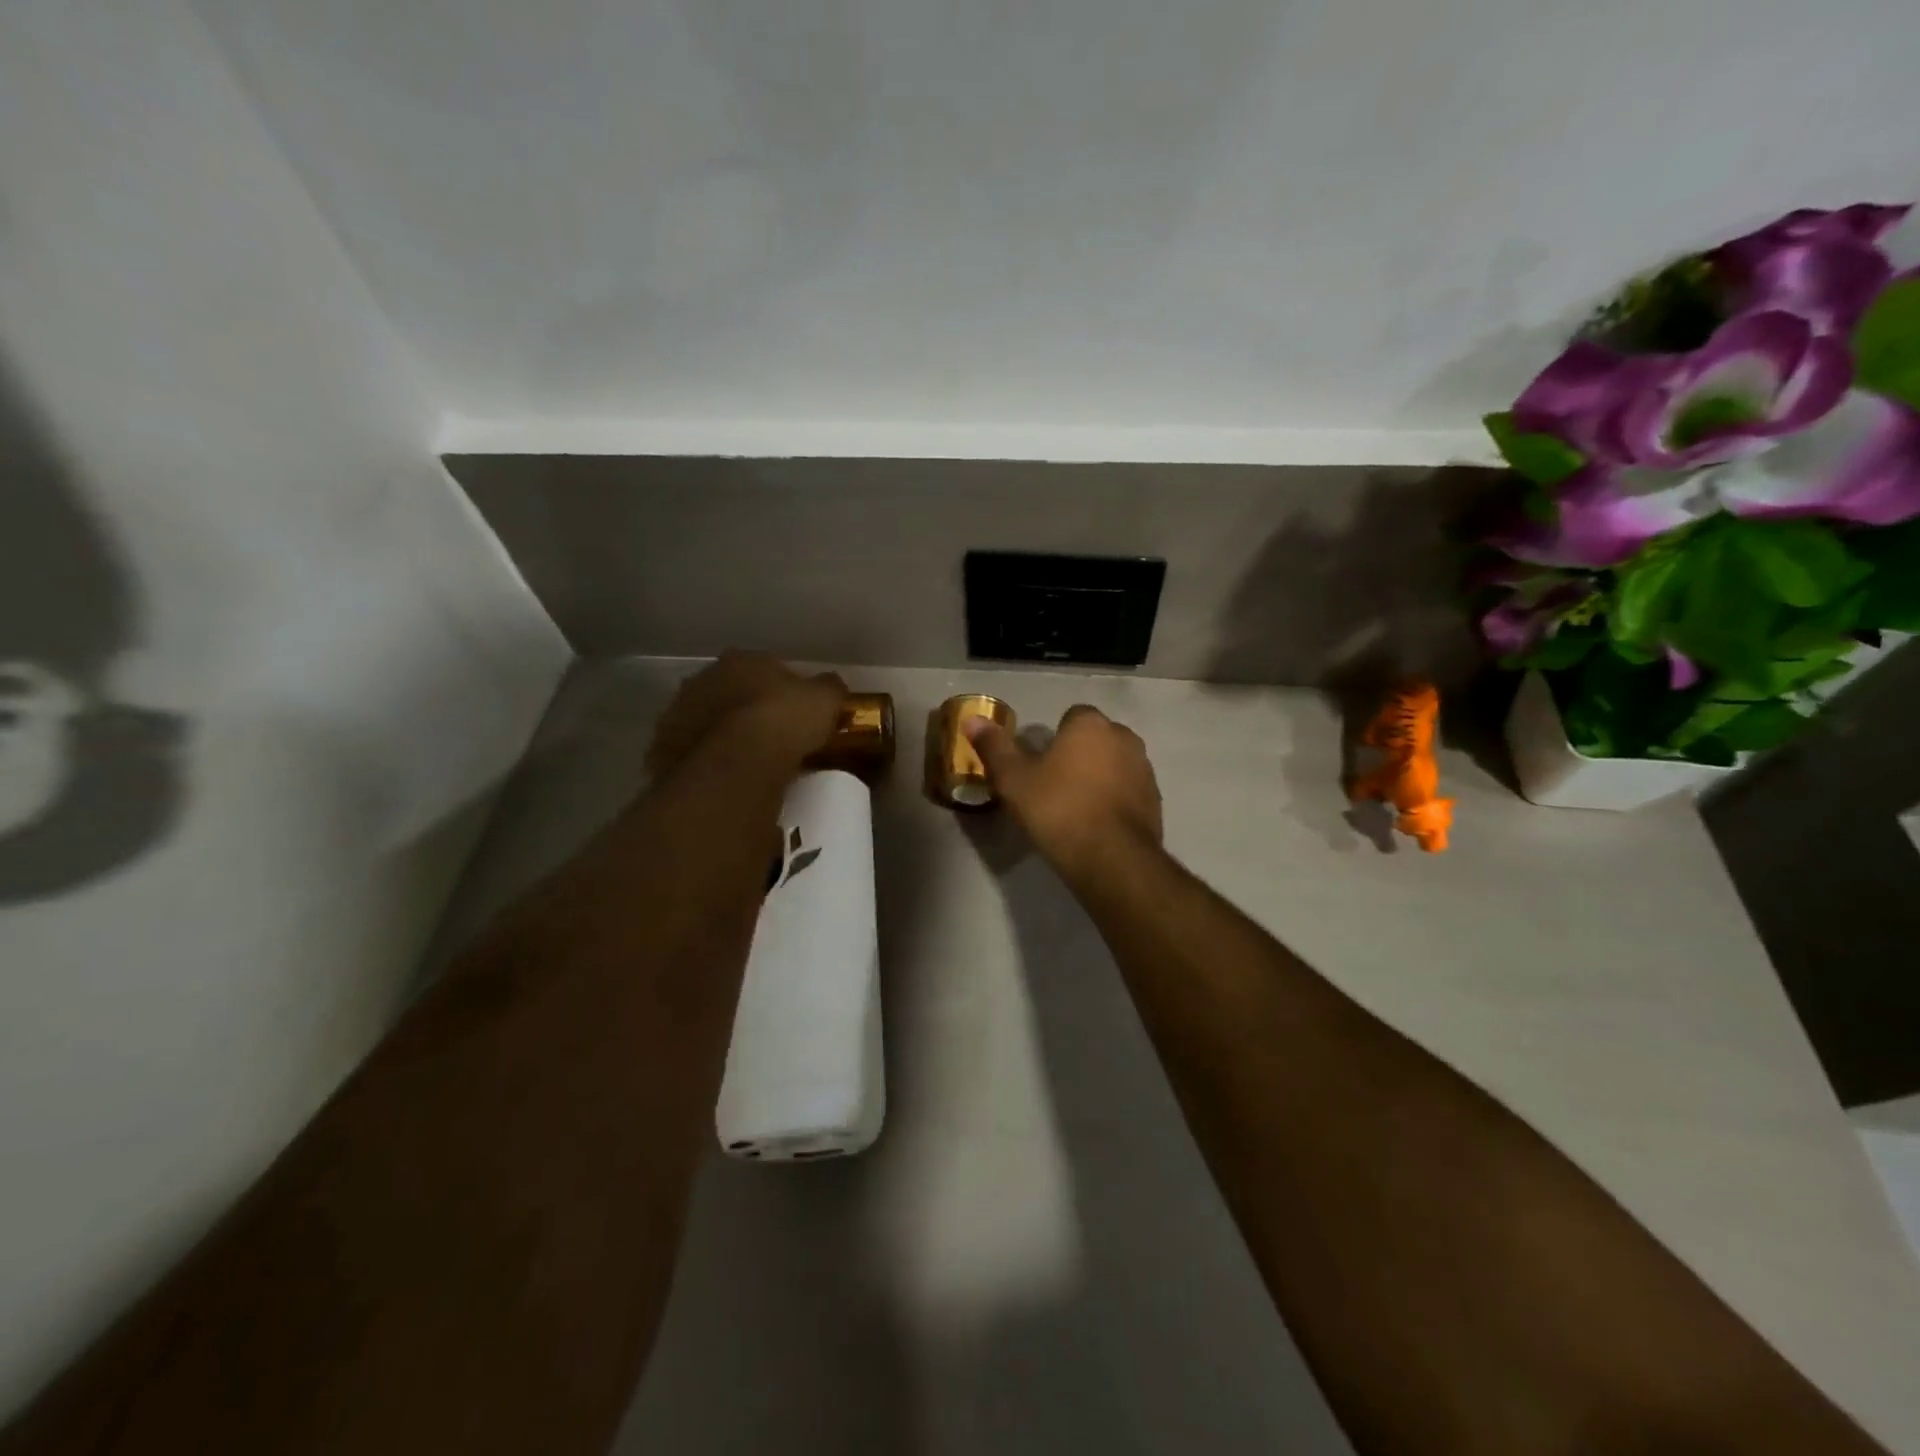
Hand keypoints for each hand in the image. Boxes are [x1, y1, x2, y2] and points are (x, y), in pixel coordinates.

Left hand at [647, 651, 846, 782]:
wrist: (737, 762)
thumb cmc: (785, 720)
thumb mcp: (826, 700)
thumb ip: (829, 689)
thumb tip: (831, 686)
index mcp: (742, 660)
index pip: (765, 667)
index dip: (781, 689)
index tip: (795, 711)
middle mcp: (704, 678)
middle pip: (730, 691)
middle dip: (746, 708)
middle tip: (769, 737)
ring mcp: (679, 712)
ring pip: (706, 720)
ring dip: (721, 733)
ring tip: (746, 762)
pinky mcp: (663, 747)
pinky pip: (690, 752)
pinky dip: (704, 761)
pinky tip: (723, 778)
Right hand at [965, 705, 1162, 880]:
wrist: (1111, 858)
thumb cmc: (1057, 809)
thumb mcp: (1013, 780)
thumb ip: (994, 747)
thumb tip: (972, 720)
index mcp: (1090, 725)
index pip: (1072, 716)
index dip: (1054, 739)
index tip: (1039, 765)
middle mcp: (1124, 738)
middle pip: (1096, 739)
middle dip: (1079, 755)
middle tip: (1053, 785)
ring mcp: (1144, 769)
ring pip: (1115, 764)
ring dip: (1099, 777)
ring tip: (1074, 808)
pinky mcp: (1155, 800)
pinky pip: (1128, 791)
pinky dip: (1114, 800)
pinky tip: (1096, 825)